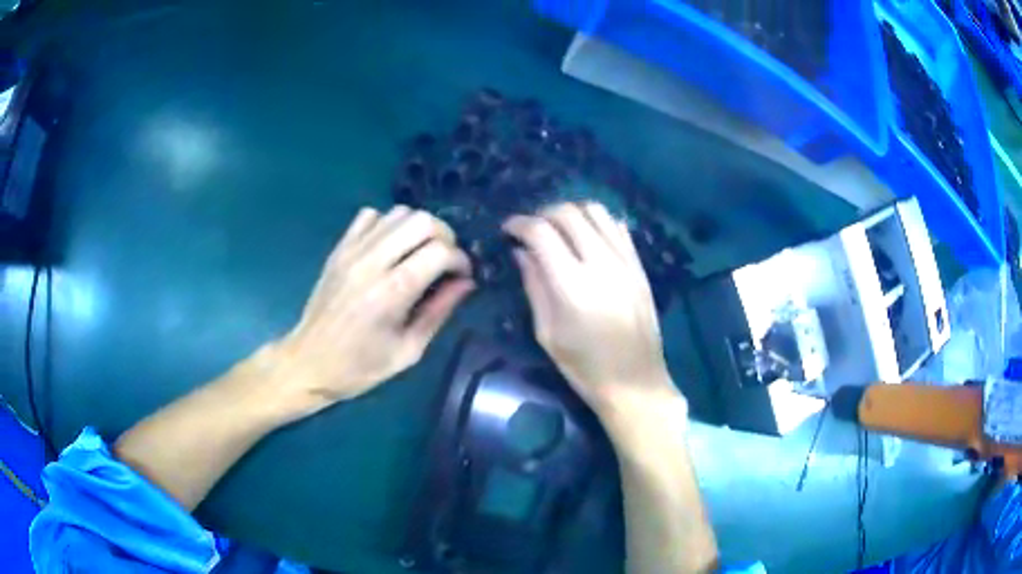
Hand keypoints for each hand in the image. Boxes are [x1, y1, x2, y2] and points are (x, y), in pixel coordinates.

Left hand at [273, 205, 474, 418]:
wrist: (309, 362)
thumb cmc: (360, 367)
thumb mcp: (408, 351)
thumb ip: (439, 312)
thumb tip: (467, 283)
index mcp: (392, 293)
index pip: (440, 251)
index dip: (461, 260)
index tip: (463, 277)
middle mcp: (372, 262)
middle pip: (422, 221)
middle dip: (445, 237)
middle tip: (445, 261)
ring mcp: (352, 250)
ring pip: (399, 212)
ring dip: (419, 229)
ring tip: (420, 253)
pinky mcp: (339, 248)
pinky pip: (370, 215)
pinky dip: (388, 224)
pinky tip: (390, 248)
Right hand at [504, 202, 680, 420]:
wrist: (635, 384)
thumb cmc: (584, 368)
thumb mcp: (547, 333)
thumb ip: (534, 286)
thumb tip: (521, 252)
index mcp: (572, 286)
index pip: (541, 232)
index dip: (519, 224)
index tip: (508, 230)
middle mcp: (601, 264)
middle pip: (568, 213)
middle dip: (542, 214)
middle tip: (531, 230)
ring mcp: (626, 262)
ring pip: (596, 211)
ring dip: (571, 213)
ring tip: (559, 229)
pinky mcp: (640, 267)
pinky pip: (618, 227)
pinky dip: (597, 222)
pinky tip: (587, 238)